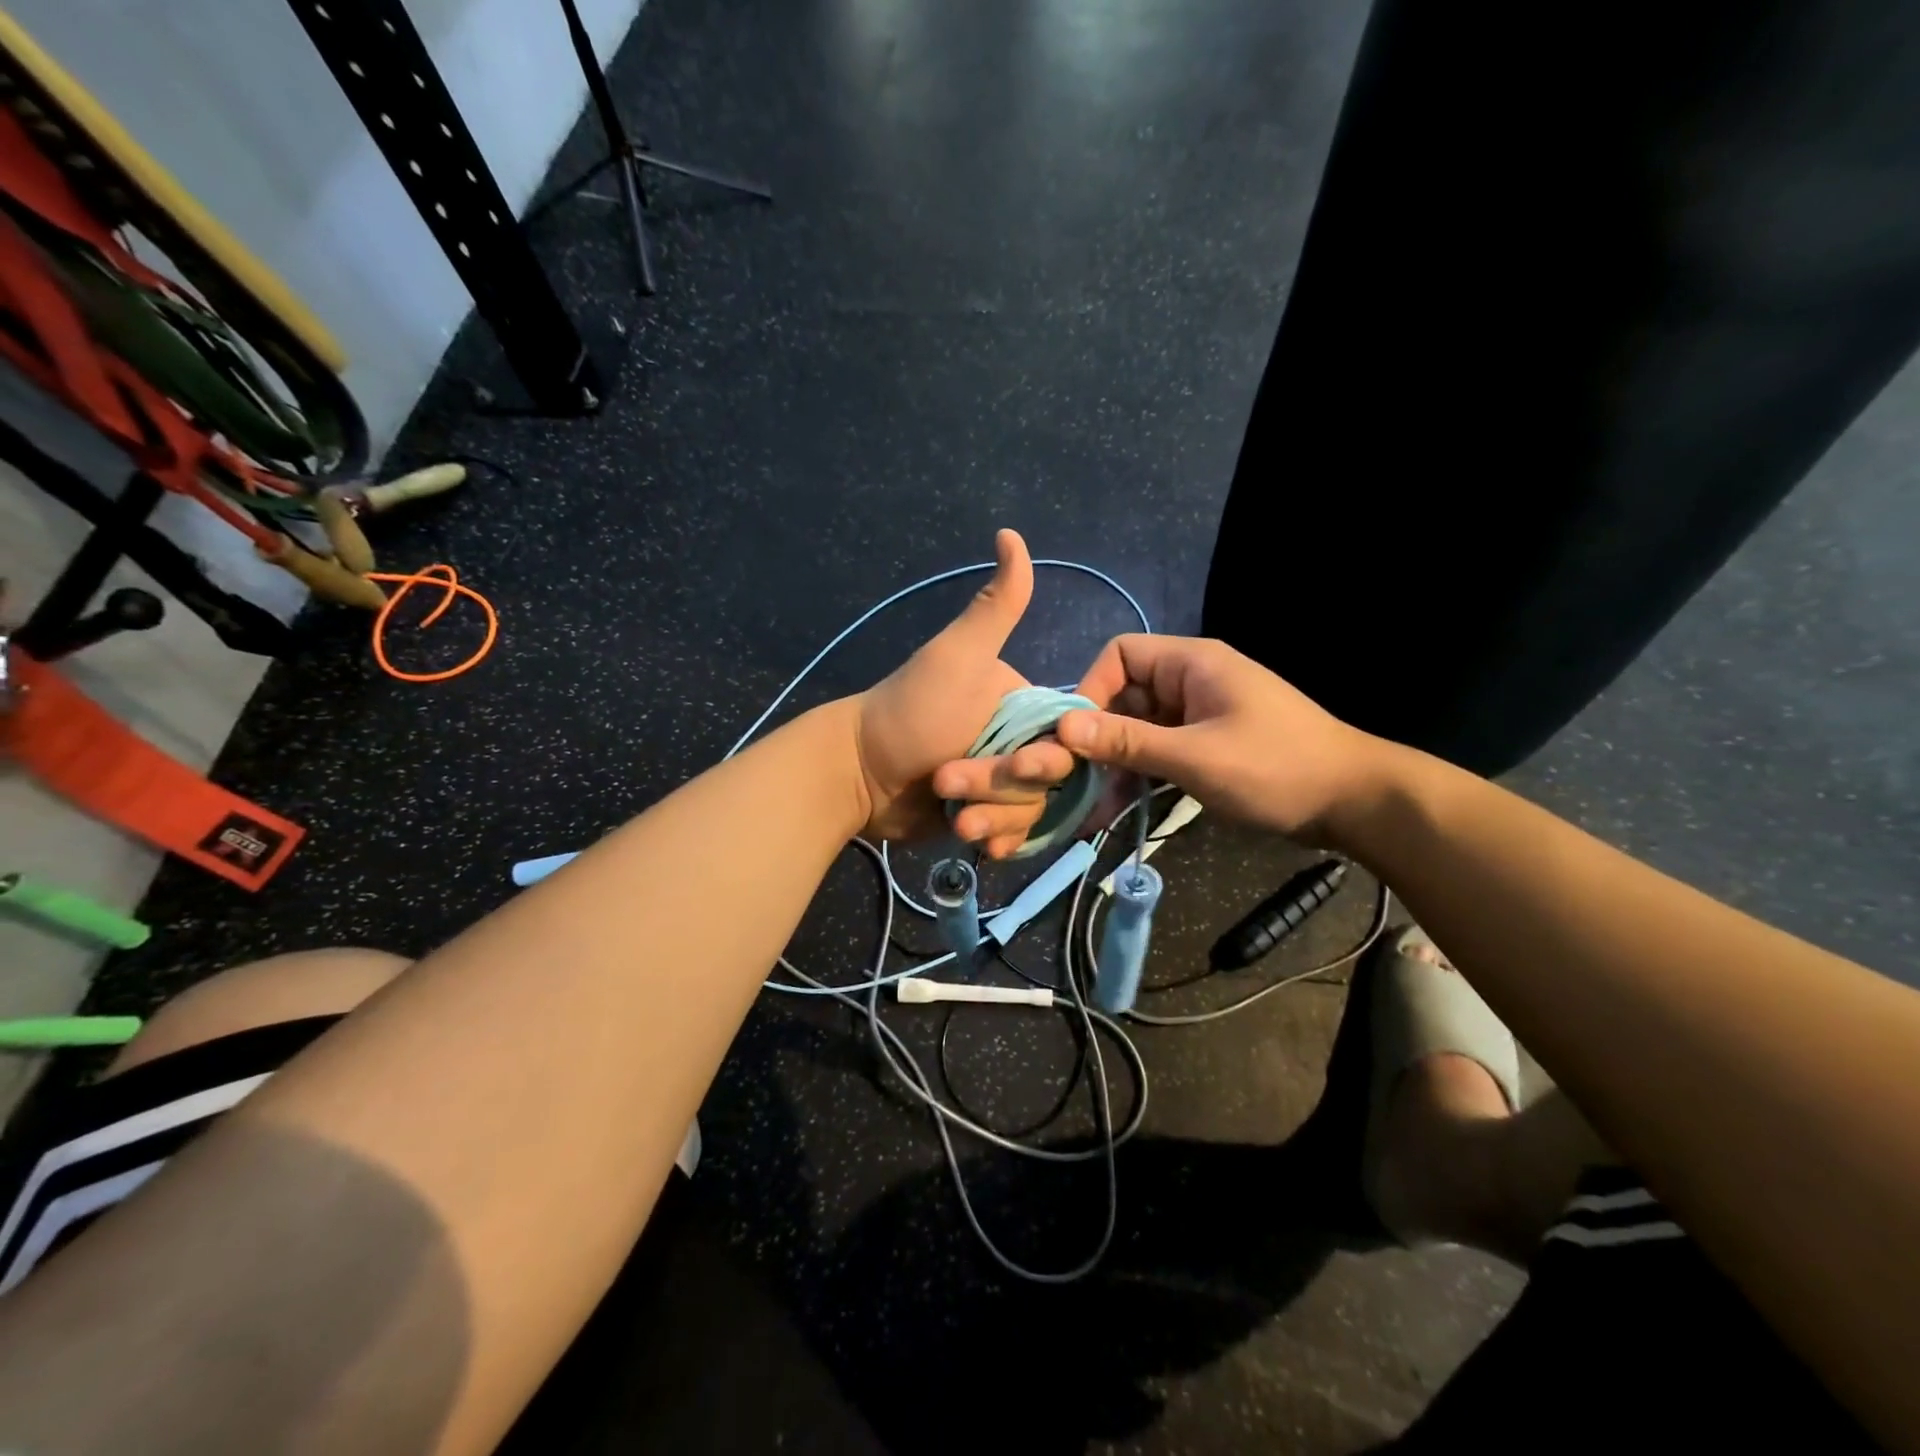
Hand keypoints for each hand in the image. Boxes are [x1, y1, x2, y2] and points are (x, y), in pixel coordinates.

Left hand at [852, 530, 1072, 850]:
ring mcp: (998, 783)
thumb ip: (994, 606)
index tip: (1019, 766)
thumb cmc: (909, 712)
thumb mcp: (955, 656)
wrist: (855, 772)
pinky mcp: (981, 815)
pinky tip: (975, 843)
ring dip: (992, 816)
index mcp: (1021, 705)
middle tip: (951, 783)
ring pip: (1029, 812)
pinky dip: (995, 839)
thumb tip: (1011, 533)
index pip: (1066, 740)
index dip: (1048, 758)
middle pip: (1047, 782)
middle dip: (1001, 788)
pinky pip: (1011, 835)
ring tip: (953, 816)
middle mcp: (1016, 742)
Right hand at [1050, 634, 1387, 843]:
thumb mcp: (1194, 757)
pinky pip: (1158, 753)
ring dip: (1114, 764)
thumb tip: (1061, 728)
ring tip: (1087, 807)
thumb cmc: (1275, 768)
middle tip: (1072, 778)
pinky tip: (1113, 810)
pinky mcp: (1206, 746)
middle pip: (1124, 696)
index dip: (1090, 689)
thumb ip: (1127, 741)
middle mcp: (1190, 682)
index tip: (1073, 736)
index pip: (1120, 655)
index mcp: (1191, 664)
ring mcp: (1198, 715)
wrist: (1353, 803)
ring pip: (1138, 730)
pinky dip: (1138, 777)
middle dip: (1097, 736)